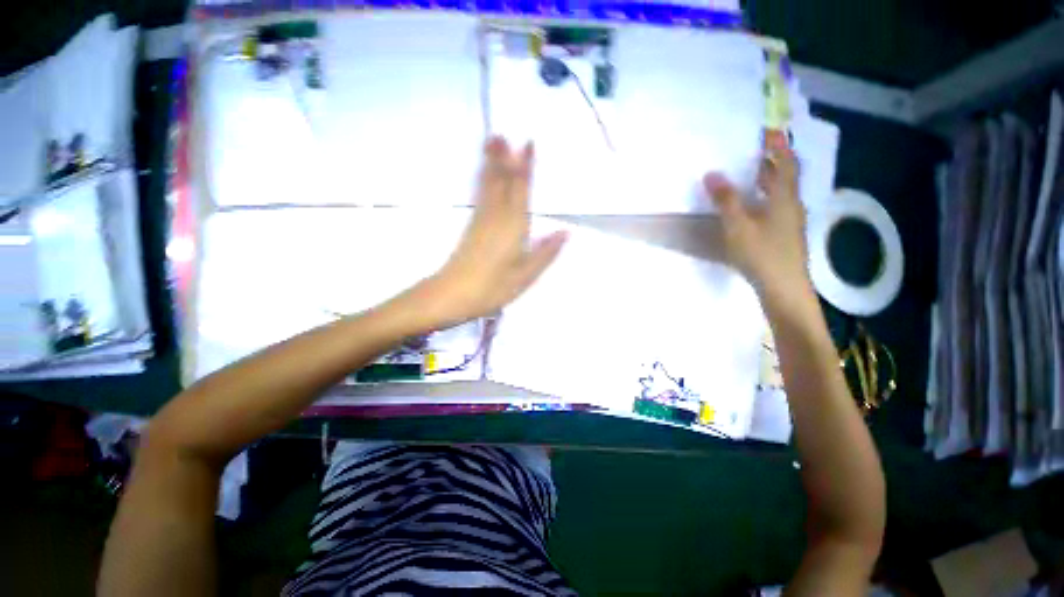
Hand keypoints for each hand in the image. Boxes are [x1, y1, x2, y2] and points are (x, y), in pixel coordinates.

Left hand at [425, 136, 567, 325]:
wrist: (452, 295)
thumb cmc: (492, 287)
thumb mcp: (525, 276)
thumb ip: (545, 252)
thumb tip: (566, 231)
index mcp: (513, 226)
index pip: (521, 190)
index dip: (525, 167)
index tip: (528, 143)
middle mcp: (496, 216)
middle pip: (502, 182)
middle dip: (504, 158)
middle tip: (503, 133)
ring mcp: (481, 220)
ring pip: (488, 185)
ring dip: (491, 163)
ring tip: (491, 143)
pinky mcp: (471, 227)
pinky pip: (479, 196)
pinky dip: (482, 180)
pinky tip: (483, 176)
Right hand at [704, 130, 811, 301]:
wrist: (783, 288)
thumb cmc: (761, 254)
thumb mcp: (738, 226)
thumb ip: (725, 200)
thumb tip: (711, 174)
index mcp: (784, 197)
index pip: (785, 162)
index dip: (779, 145)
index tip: (769, 129)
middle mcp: (791, 205)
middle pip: (786, 176)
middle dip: (773, 160)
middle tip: (756, 150)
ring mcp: (790, 221)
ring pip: (781, 192)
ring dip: (769, 179)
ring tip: (751, 173)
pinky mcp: (785, 234)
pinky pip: (776, 206)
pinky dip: (766, 196)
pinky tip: (752, 205)